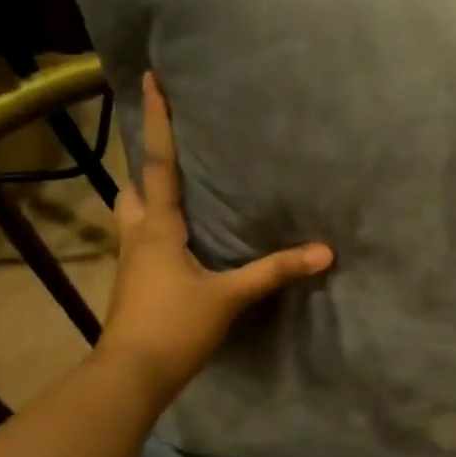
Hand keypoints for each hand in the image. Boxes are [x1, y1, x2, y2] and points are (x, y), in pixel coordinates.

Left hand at [96, 72, 331, 400]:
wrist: (131, 375)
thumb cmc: (174, 327)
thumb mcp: (230, 297)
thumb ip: (275, 271)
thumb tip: (325, 252)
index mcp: (157, 228)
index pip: (157, 164)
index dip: (155, 121)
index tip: (149, 80)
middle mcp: (136, 236)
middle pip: (132, 188)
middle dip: (144, 164)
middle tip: (166, 148)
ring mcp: (129, 262)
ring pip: (131, 216)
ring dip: (145, 198)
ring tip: (174, 192)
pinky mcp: (133, 285)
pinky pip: (141, 242)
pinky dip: (154, 228)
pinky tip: (178, 242)